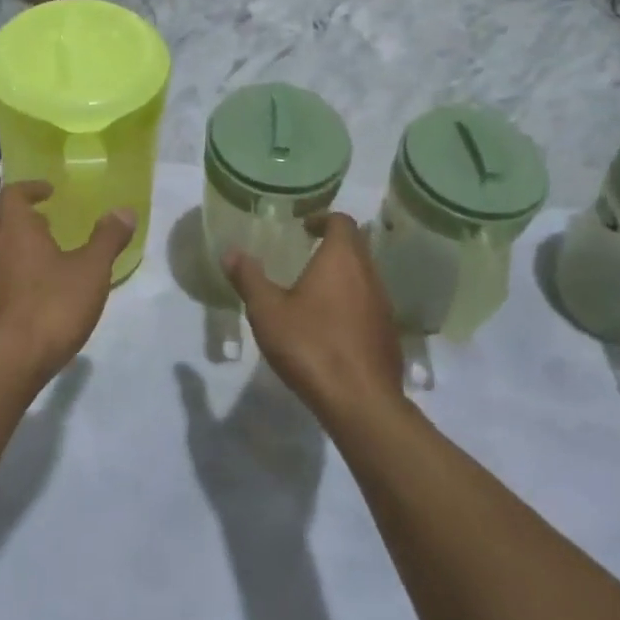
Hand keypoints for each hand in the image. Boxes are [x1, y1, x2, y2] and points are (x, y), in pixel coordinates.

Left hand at [0, 180, 136, 391]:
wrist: (3, 366)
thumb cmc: (51, 308)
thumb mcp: (92, 271)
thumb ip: (108, 238)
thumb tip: (124, 210)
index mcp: (14, 228)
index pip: (14, 193)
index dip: (31, 189)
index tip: (49, 192)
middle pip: (0, 221)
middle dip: (22, 220)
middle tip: (47, 226)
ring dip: (12, 249)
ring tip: (40, 262)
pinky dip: (5, 278)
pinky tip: (26, 298)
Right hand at [223, 213, 403, 424]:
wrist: (360, 401)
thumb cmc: (311, 345)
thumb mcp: (268, 311)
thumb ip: (249, 278)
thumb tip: (231, 252)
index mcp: (342, 259)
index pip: (342, 221)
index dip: (323, 219)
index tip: (304, 228)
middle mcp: (369, 275)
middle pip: (356, 246)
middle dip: (333, 244)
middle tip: (305, 253)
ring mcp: (383, 305)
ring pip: (364, 276)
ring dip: (343, 275)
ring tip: (313, 290)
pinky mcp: (387, 334)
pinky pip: (369, 304)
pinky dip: (351, 302)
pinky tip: (330, 326)